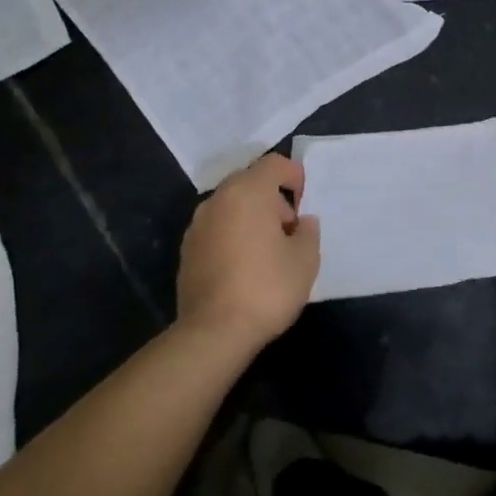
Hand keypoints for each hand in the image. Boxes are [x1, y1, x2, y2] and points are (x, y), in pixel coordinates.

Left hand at [176, 153, 320, 352]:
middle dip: (272, 199)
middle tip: (290, 230)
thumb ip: (308, 232)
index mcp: (247, 192)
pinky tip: (245, 266)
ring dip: (251, 218)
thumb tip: (302, 223)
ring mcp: (197, 225)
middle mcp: (218, 200)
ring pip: (231, 206)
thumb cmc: (267, 287)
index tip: (305, 201)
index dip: (294, 175)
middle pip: (249, 182)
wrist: (214, 331)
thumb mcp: (306, 260)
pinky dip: (233, 235)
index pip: (273, 164)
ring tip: (268, 251)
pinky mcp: (187, 251)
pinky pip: (217, 229)